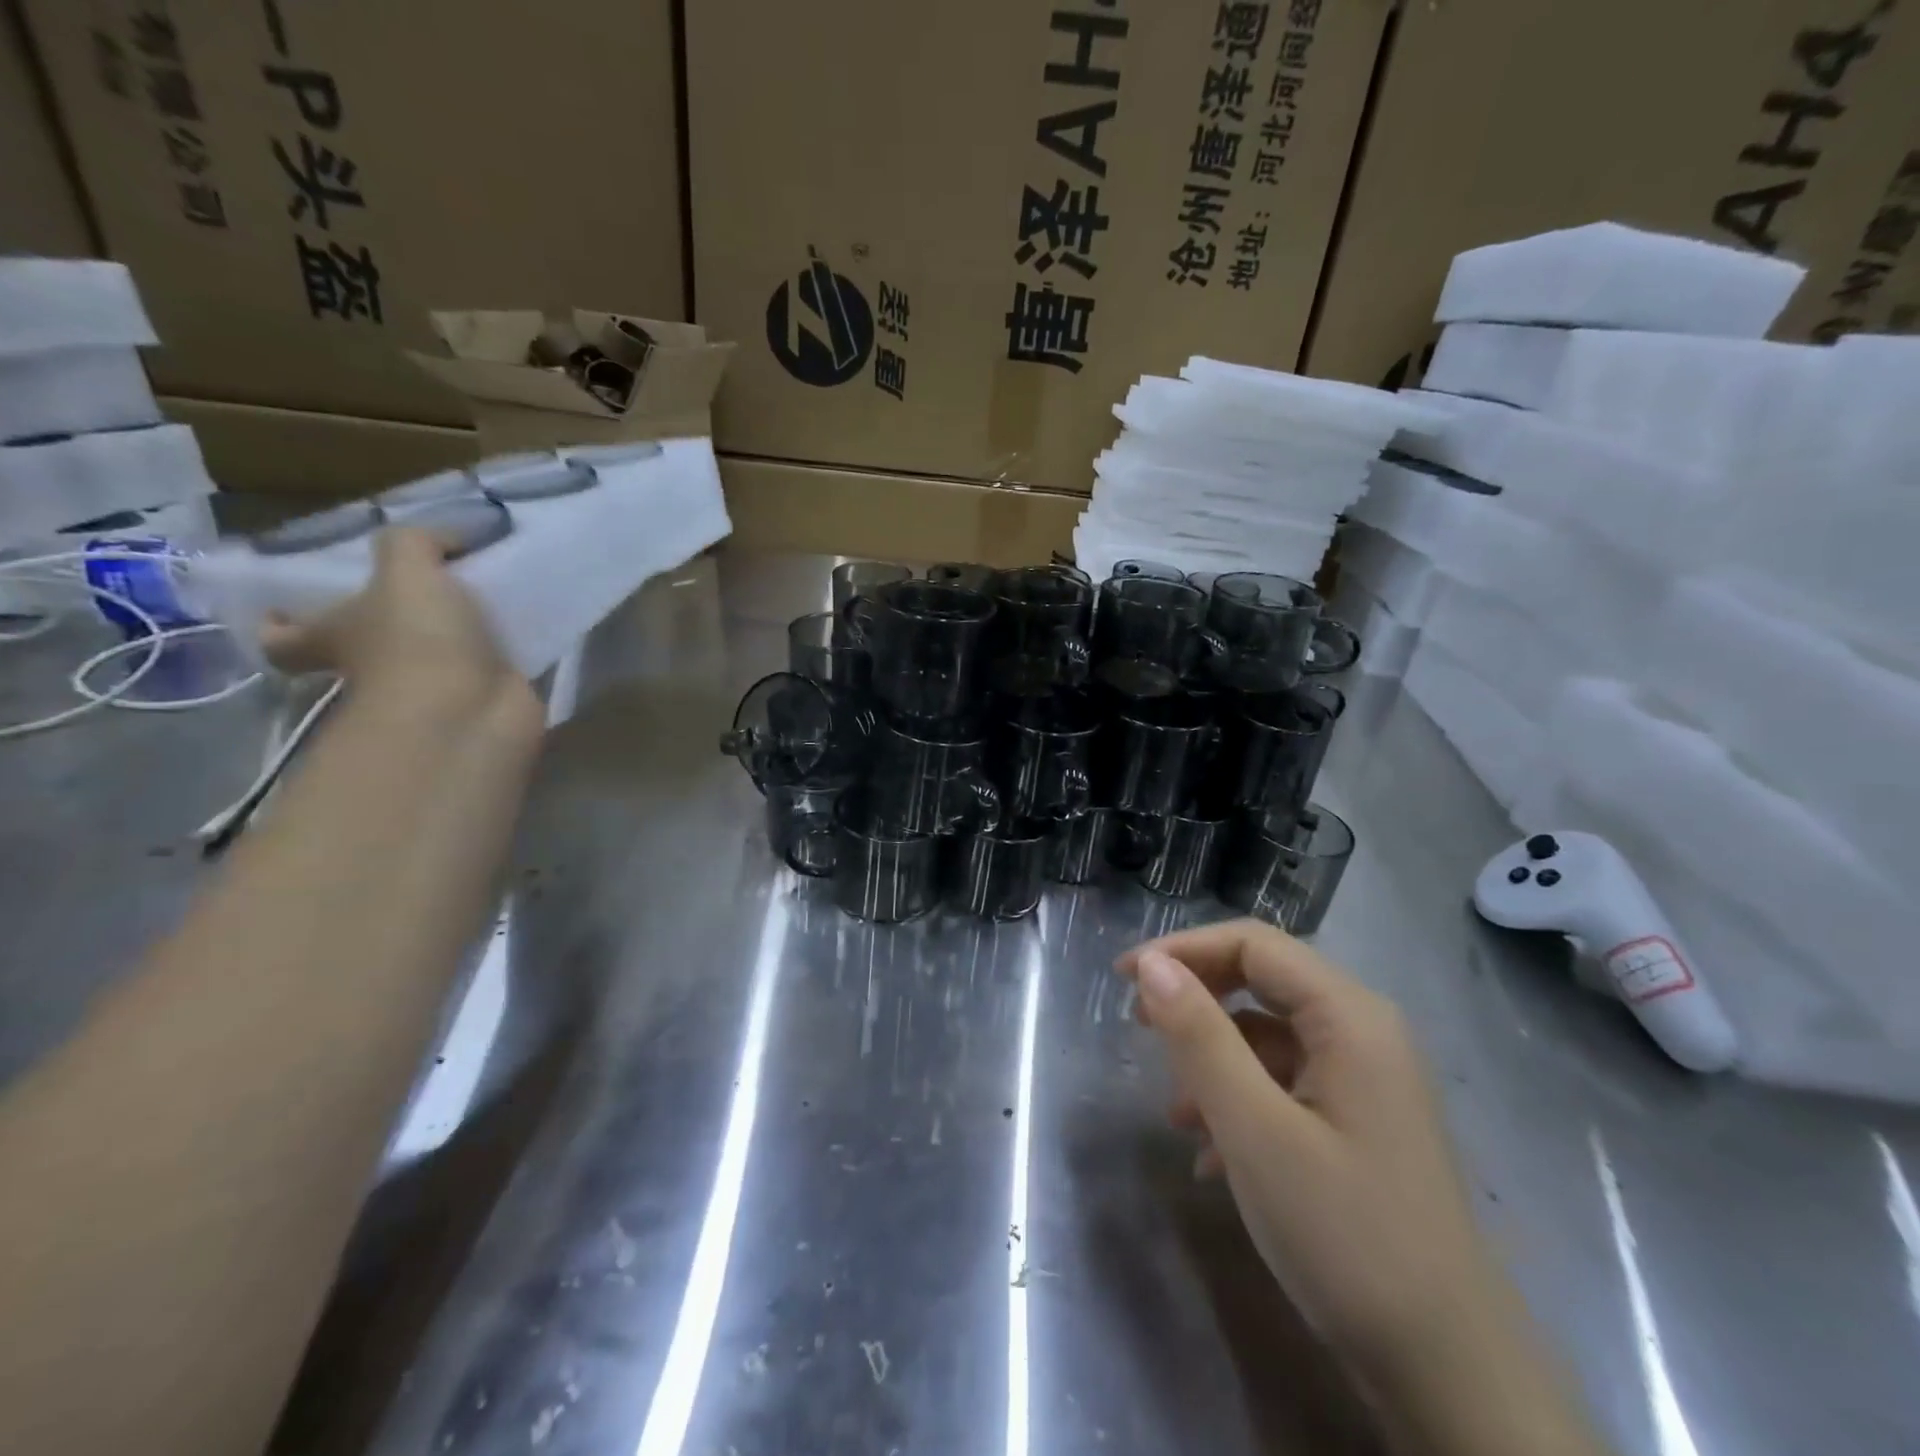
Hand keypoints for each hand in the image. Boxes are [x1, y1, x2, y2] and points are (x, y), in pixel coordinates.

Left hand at [261, 527, 534, 718]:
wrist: (472, 712)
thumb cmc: (417, 642)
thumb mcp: (406, 570)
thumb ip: (417, 542)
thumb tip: (448, 538)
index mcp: (335, 636)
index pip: (287, 637)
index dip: (282, 623)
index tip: (290, 606)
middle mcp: (375, 666)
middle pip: (368, 643)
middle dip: (392, 620)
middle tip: (429, 589)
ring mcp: (429, 687)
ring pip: (436, 654)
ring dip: (458, 633)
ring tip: (493, 596)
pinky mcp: (479, 700)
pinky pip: (489, 667)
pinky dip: (506, 649)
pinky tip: (529, 624)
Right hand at [1117, 920, 1492, 1369]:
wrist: (1449, 1375)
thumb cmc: (1346, 1236)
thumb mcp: (1255, 1130)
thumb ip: (1200, 1037)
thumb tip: (1151, 966)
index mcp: (1350, 1017)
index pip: (1253, 944)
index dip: (1184, 949)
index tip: (1124, 978)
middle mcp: (1363, 1032)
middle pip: (1262, 982)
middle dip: (1196, 998)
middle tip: (1138, 1026)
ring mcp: (1365, 1080)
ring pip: (1269, 1036)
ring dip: (1213, 1058)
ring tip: (1173, 1109)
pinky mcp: (1358, 1123)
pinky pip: (1285, 1083)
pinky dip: (1240, 1099)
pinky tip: (1209, 1154)